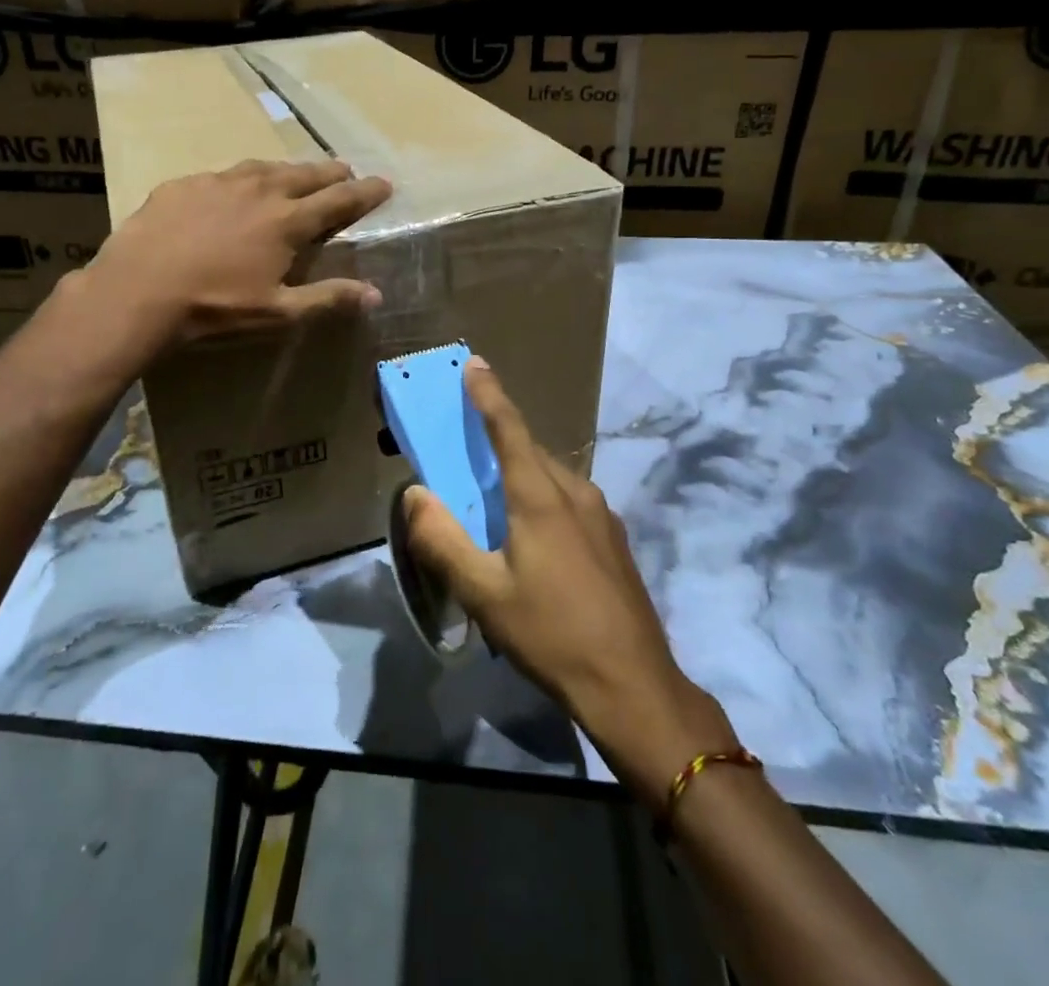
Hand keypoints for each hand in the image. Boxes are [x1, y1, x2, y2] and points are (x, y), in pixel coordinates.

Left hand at [81, 158, 390, 349]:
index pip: (339, 200)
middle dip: (331, 172)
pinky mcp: (184, 184)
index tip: (384, 182)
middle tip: (345, 171)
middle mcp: (259, 191)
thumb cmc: (215, 307)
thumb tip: (376, 294)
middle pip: (305, 175)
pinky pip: (223, 175)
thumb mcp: (277, 312)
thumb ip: (328, 298)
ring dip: (288, 170)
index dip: (365, 192)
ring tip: (296, 173)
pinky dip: (242, 178)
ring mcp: (219, 182)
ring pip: (264, 167)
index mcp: (287, 221)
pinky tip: (234, 188)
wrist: (137, 291)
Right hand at [403, 358, 739, 809]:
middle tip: (464, 448)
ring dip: (519, 472)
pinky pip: (569, 500)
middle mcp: (575, 492)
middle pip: (529, 449)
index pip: (508, 428)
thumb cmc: (551, 634)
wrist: (634, 686)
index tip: (474, 363)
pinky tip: (532, 538)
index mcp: (540, 496)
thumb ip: (442, 540)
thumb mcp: (483, 593)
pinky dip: (541, 497)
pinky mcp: (614, 539)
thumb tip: (414, 494)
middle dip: (496, 437)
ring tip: (493, 499)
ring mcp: (602, 515)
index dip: (488, 393)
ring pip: (551, 476)